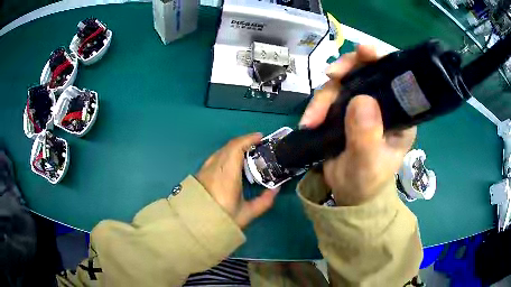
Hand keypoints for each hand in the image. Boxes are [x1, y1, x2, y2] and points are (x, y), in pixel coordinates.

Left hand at [196, 133, 277, 227]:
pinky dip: (226, 154)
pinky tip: (232, 162)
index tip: (260, 137)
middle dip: (244, 142)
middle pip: (229, 146)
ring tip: (247, 152)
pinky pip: (215, 157)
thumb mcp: (247, 213)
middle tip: (258, 145)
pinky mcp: (201, 173)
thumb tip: (276, 189)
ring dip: (235, 147)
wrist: (196, 225)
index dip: (248, 139)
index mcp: (227, 175)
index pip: (236, 148)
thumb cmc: (223, 219)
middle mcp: (215, 167)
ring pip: (221, 150)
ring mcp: (206, 169)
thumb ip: (264, 201)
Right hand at [299, 45, 415, 205]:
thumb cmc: (365, 182)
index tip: (364, 51)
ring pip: (343, 83)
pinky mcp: (344, 110)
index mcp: (399, 115)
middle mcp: (382, 104)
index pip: (395, 78)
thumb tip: (361, 99)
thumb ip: (366, 136)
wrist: (346, 194)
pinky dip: (317, 105)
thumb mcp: (367, 164)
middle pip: (365, 71)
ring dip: (324, 96)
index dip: (381, 60)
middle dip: (346, 70)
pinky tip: (309, 120)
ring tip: (311, 119)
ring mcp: (362, 105)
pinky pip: (329, 97)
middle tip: (330, 75)